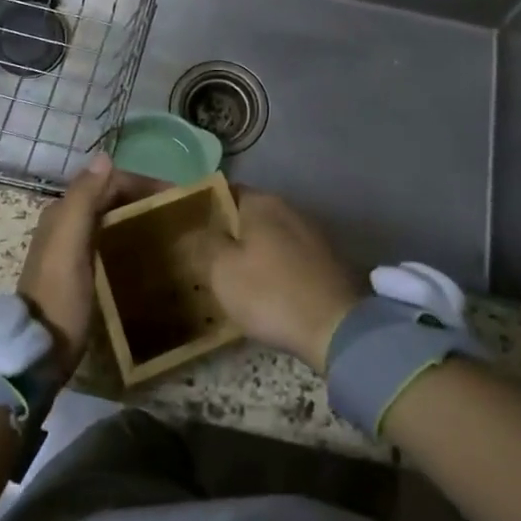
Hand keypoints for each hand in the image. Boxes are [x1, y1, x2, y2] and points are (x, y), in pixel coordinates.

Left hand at [16, 153, 159, 377]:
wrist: (37, 353)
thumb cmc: (59, 296)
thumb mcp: (69, 244)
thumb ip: (83, 199)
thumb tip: (104, 157)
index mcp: (62, 212)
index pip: (107, 181)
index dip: (140, 183)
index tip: (174, 196)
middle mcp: (64, 223)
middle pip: (108, 197)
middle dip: (140, 197)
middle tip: (175, 212)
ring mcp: (70, 248)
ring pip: (108, 218)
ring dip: (135, 215)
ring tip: (166, 228)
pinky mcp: (78, 272)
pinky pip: (107, 239)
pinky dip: (127, 235)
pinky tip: (143, 250)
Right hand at [201, 190, 365, 370]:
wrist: (335, 327)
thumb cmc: (270, 292)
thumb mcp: (223, 270)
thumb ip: (203, 243)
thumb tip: (190, 228)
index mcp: (262, 202)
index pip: (224, 192)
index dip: (203, 208)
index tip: (185, 229)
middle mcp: (288, 208)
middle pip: (247, 215)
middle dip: (226, 233)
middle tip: (201, 257)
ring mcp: (310, 233)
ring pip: (268, 237)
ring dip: (250, 252)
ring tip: (228, 277)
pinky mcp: (324, 260)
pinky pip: (287, 256)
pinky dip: (272, 267)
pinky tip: (262, 291)